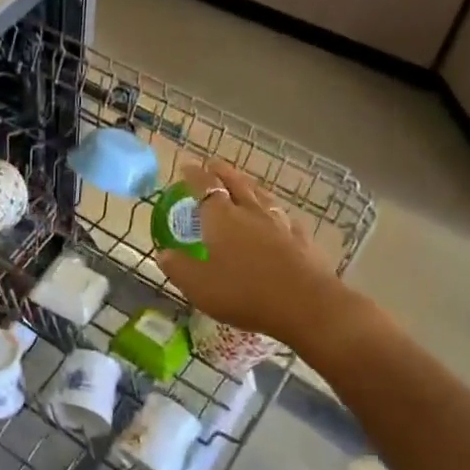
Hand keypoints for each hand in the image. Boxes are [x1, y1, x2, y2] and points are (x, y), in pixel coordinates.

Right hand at [155, 160, 345, 347]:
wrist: (306, 305)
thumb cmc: (244, 293)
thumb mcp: (199, 286)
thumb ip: (178, 267)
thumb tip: (163, 253)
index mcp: (222, 218)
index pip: (205, 187)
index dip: (194, 175)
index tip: (186, 167)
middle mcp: (250, 212)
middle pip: (236, 183)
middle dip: (222, 172)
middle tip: (213, 164)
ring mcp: (280, 224)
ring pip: (262, 196)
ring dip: (249, 186)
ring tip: (244, 184)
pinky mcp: (302, 240)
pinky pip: (285, 218)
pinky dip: (275, 213)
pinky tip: (279, 218)